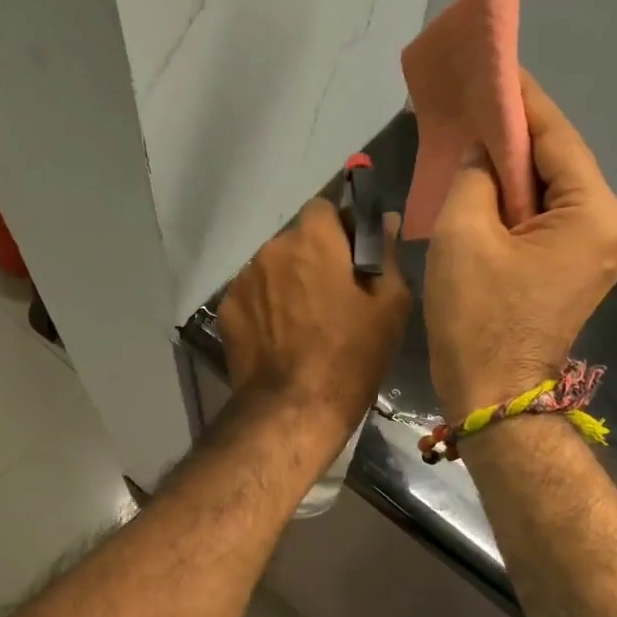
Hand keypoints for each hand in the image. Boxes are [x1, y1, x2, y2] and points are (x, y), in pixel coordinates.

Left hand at [219, 198, 411, 451]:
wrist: (293, 408)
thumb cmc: (352, 355)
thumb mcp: (390, 306)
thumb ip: (387, 254)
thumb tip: (387, 220)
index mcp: (314, 239)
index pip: (323, 208)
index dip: (339, 229)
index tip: (352, 258)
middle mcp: (272, 248)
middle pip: (296, 240)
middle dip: (313, 258)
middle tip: (331, 296)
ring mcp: (244, 279)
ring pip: (273, 268)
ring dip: (287, 282)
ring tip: (303, 322)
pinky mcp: (227, 309)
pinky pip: (253, 295)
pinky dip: (266, 307)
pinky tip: (279, 338)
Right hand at [425, 69, 616, 419]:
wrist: (493, 397)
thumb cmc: (478, 318)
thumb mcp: (464, 235)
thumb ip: (475, 176)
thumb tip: (483, 156)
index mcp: (593, 213)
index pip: (555, 136)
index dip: (521, 99)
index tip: (494, 66)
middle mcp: (608, 227)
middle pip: (557, 164)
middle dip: (514, 135)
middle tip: (473, 103)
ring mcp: (595, 253)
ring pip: (549, 193)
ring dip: (511, 170)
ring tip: (472, 140)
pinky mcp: (573, 272)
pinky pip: (544, 221)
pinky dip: (514, 203)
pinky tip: (484, 188)